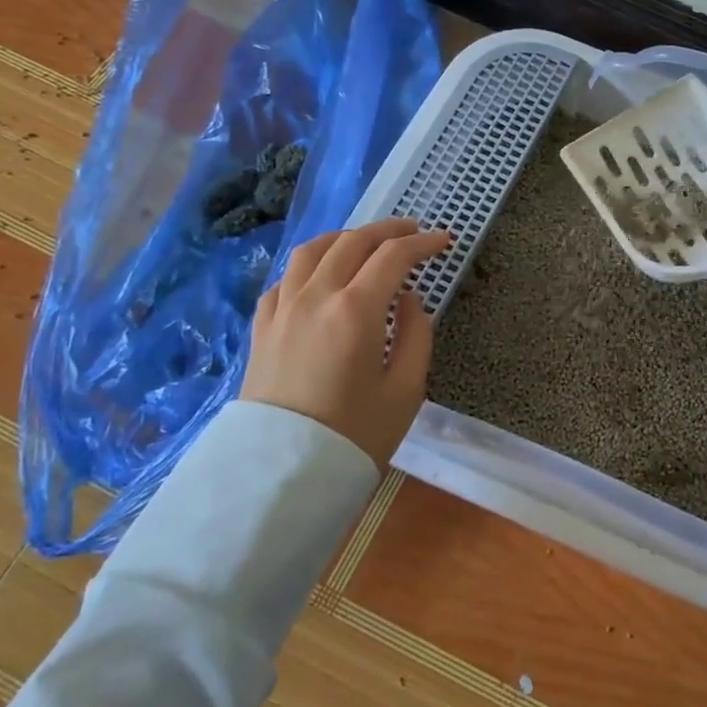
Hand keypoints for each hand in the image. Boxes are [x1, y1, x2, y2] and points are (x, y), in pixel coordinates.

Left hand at [241, 218, 450, 468]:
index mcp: (356, 310)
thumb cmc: (354, 435)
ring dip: (344, 238)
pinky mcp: (262, 328)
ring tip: (365, 242)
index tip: (444, 241)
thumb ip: (416, 334)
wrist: (281, 476)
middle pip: (353, 242)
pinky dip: (309, 266)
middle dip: (388, 230)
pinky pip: (284, 279)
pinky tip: (320, 277)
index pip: (394, 256)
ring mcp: (283, 309)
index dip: (423, 243)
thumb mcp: (406, 390)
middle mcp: (316, 297)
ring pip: (311, 251)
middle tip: (413, 232)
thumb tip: (409, 300)